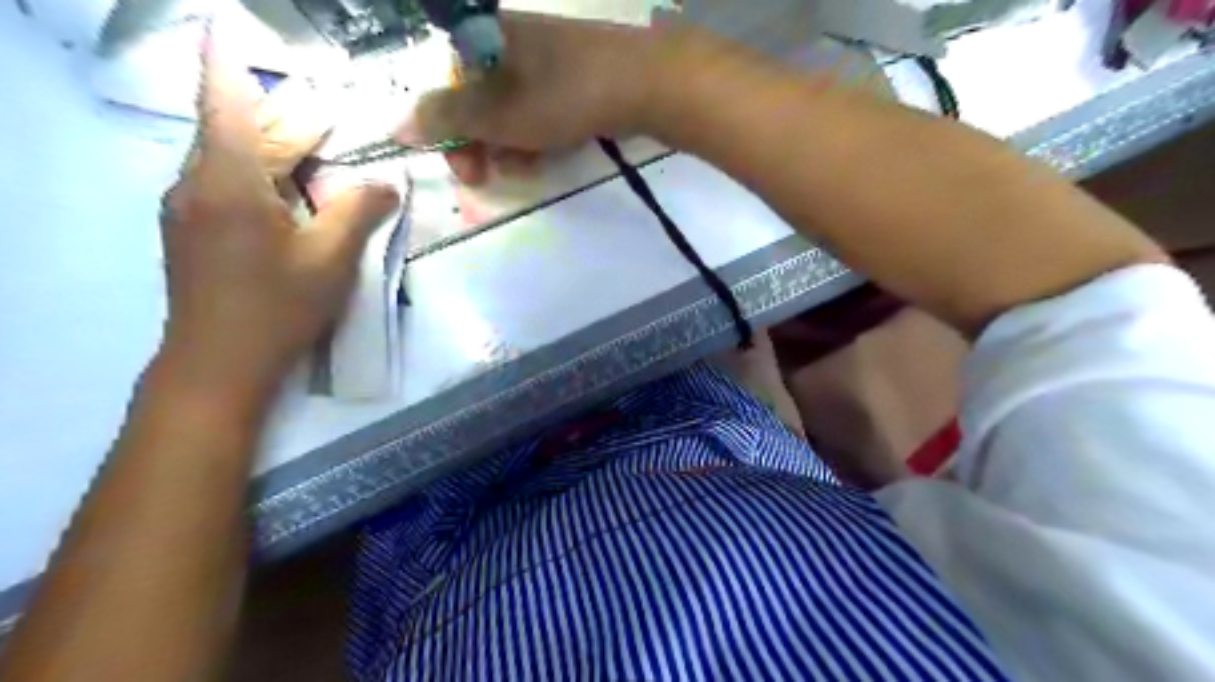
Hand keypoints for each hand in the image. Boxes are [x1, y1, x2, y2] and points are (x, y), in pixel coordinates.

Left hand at [153, 29, 399, 403]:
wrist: (217, 363)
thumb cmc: (276, 307)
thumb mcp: (330, 259)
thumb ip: (359, 212)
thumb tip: (389, 183)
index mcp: (227, 181)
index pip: (226, 103)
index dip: (229, 62)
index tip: (230, 28)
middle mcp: (195, 183)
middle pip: (237, 132)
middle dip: (283, 121)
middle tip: (327, 116)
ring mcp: (188, 209)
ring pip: (232, 161)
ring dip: (276, 153)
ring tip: (320, 155)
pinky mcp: (193, 233)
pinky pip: (227, 187)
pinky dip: (262, 179)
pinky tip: (295, 198)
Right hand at [400, 11, 681, 183]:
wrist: (641, 83)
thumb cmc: (561, 96)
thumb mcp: (497, 113)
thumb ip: (445, 119)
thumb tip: (395, 125)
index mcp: (480, 39)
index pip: (444, 89)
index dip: (447, 134)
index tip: (463, 172)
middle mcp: (506, 43)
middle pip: (477, 101)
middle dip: (480, 146)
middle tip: (489, 178)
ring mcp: (541, 59)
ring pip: (509, 110)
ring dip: (509, 146)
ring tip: (527, 166)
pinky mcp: (569, 76)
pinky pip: (538, 109)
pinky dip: (535, 134)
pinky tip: (545, 156)